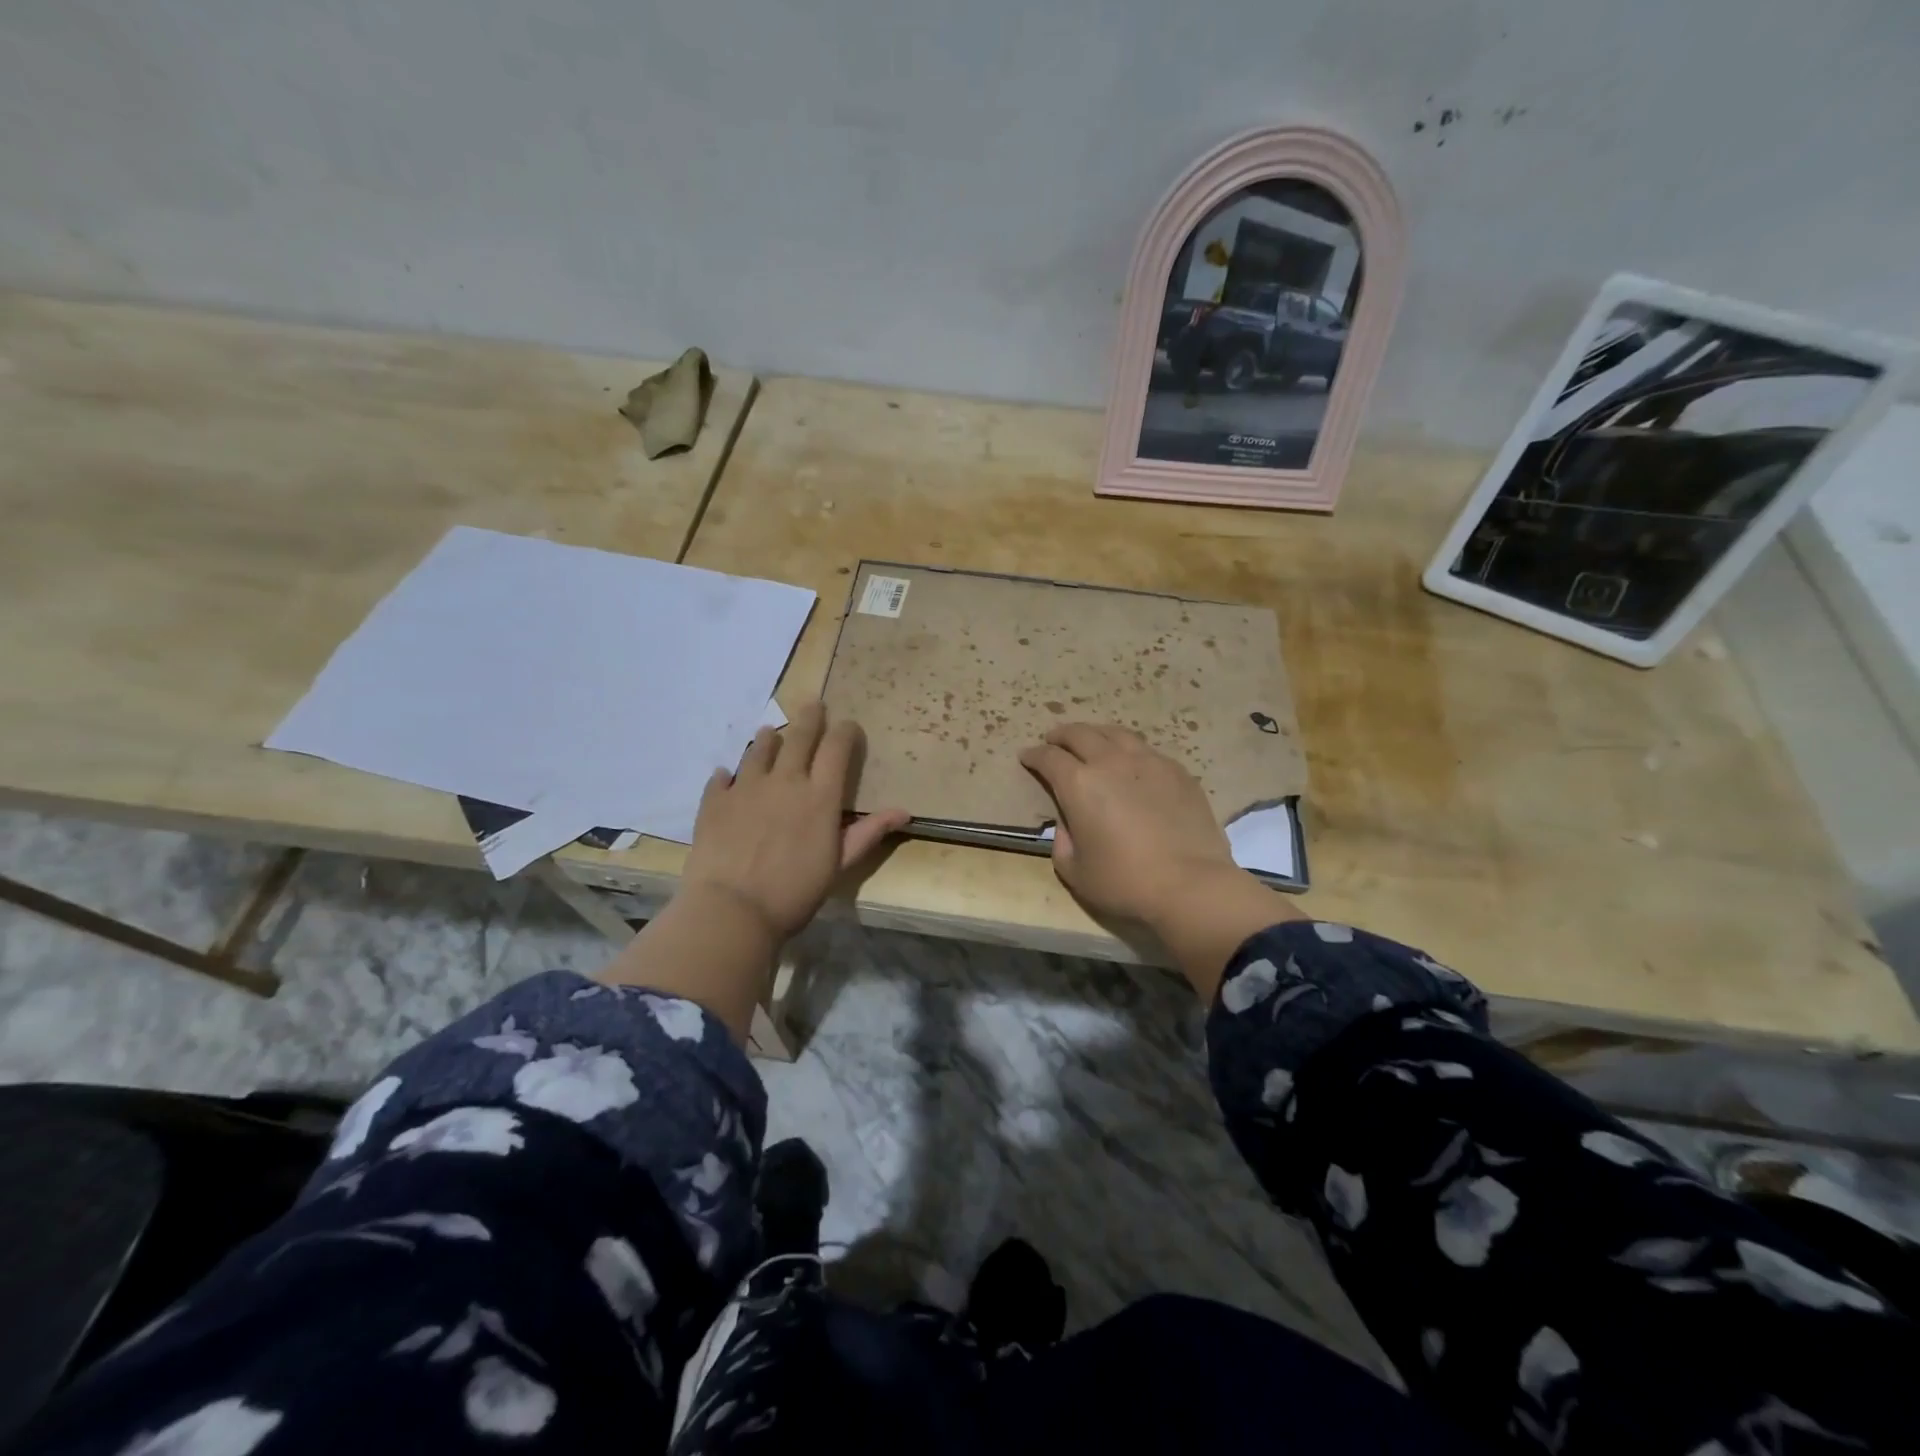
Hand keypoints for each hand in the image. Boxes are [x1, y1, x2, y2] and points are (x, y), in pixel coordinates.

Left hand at [682, 702, 908, 943]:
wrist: (732, 909)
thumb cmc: (794, 892)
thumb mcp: (839, 865)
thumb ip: (868, 833)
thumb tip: (904, 811)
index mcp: (819, 795)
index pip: (837, 748)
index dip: (845, 732)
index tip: (848, 726)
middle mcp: (785, 780)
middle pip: (799, 736)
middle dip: (810, 717)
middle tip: (813, 704)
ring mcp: (746, 787)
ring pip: (759, 749)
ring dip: (768, 739)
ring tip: (769, 732)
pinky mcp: (715, 801)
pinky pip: (722, 778)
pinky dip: (728, 774)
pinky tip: (726, 775)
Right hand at [1020, 723, 1298, 997]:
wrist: (1191, 884)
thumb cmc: (1125, 882)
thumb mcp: (1074, 872)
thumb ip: (1063, 841)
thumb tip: (1068, 822)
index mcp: (1079, 784)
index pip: (1049, 758)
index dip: (1034, 755)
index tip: (1027, 757)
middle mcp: (1111, 762)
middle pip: (1080, 734)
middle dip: (1061, 735)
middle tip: (1053, 741)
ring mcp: (1148, 761)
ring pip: (1115, 733)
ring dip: (1095, 734)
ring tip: (1091, 742)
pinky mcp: (1177, 771)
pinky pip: (1145, 749)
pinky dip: (1128, 749)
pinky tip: (1130, 762)